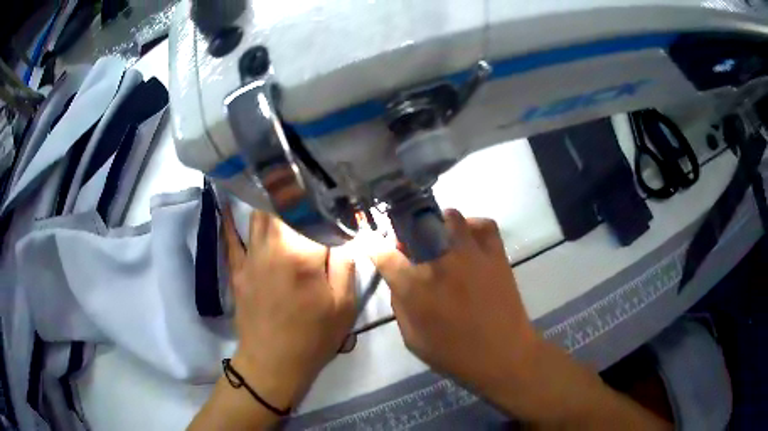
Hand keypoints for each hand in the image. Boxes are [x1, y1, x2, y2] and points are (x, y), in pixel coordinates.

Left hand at [222, 208, 355, 408]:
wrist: (273, 362)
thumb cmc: (313, 337)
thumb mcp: (343, 306)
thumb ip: (346, 265)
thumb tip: (344, 236)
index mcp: (301, 255)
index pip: (315, 215)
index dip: (327, 206)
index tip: (336, 204)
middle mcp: (272, 247)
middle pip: (281, 206)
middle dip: (295, 196)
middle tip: (308, 194)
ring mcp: (250, 257)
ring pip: (258, 216)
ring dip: (271, 204)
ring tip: (282, 195)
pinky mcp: (236, 269)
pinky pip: (231, 238)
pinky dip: (232, 221)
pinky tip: (231, 206)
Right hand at [367, 209, 537, 403]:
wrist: (503, 355)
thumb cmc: (454, 354)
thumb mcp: (412, 338)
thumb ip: (400, 305)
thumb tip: (398, 281)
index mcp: (415, 286)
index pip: (383, 253)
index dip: (374, 246)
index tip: (372, 245)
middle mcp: (440, 262)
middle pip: (416, 225)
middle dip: (408, 233)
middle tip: (413, 249)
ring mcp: (471, 253)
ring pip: (450, 217)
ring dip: (440, 226)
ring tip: (442, 241)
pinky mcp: (496, 253)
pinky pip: (484, 225)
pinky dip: (473, 227)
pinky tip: (469, 241)